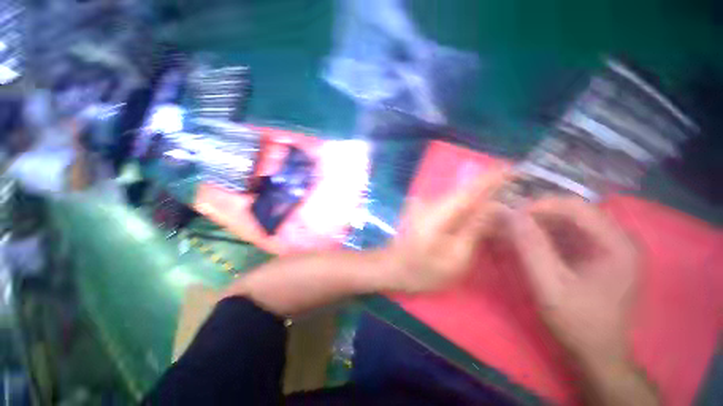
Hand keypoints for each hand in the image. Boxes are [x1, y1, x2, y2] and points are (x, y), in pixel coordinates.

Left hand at [382, 170, 508, 292]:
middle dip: (492, 191)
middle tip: (519, 197)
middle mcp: (432, 201)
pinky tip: (480, 217)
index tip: (516, 168)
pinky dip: (468, 210)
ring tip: (505, 209)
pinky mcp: (425, 211)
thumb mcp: (454, 257)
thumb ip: (474, 229)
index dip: (493, 176)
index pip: (471, 188)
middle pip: (467, 192)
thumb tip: (495, 206)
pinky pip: (452, 206)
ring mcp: (426, 205)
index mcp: (439, 210)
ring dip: (481, 201)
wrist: (391, 268)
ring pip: (460, 199)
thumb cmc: (421, 270)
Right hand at [506, 197, 639, 366]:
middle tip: (510, 224)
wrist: (597, 354)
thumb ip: (532, 248)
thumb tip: (511, 214)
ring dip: (539, 225)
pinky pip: (569, 235)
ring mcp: (610, 248)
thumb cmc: (578, 323)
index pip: (576, 207)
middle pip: (573, 212)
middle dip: (537, 215)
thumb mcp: (551, 286)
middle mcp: (618, 239)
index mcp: (617, 245)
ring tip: (515, 233)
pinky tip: (529, 244)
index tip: (511, 216)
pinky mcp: (599, 256)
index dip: (540, 206)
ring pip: (569, 222)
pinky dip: (546, 236)